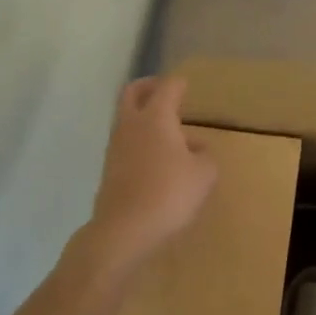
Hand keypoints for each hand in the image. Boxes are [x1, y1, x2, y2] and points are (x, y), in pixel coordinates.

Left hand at [82, 76, 217, 276]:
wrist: (124, 230)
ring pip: (127, 119)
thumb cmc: (169, 193)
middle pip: (133, 92)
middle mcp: (131, 124)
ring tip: (169, 133)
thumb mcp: (204, 174)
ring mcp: (116, 147)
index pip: (168, 87)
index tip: (187, 84)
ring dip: (144, 117)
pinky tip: (158, 160)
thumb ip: (206, 157)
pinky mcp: (109, 169)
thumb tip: (198, 150)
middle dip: (148, 86)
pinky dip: (140, 141)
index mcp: (156, 116)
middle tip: (163, 90)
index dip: (179, 83)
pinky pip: (126, 144)